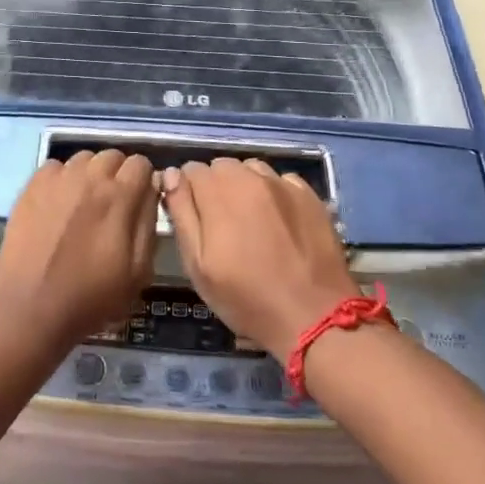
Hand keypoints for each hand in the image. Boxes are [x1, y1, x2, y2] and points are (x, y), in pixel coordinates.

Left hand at [0, 150, 158, 348]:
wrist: (31, 307)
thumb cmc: (91, 296)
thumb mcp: (138, 271)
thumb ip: (149, 223)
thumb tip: (151, 189)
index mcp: (119, 196)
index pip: (141, 164)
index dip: (143, 181)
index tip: (139, 201)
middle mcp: (89, 177)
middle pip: (112, 156)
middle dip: (118, 174)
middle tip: (112, 204)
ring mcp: (57, 179)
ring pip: (83, 158)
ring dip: (90, 174)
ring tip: (84, 203)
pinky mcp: (31, 186)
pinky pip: (55, 167)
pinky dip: (61, 179)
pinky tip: (58, 204)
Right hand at [161, 158, 359, 359]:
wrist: (313, 316)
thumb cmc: (246, 297)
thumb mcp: (198, 264)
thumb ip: (181, 214)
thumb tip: (170, 174)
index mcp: (218, 192)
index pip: (191, 169)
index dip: (188, 192)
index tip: (195, 218)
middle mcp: (250, 177)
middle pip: (222, 166)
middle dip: (216, 187)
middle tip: (222, 225)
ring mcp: (283, 184)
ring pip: (252, 170)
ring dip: (244, 186)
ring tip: (251, 222)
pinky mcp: (310, 195)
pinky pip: (282, 181)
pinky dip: (274, 194)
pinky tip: (279, 222)